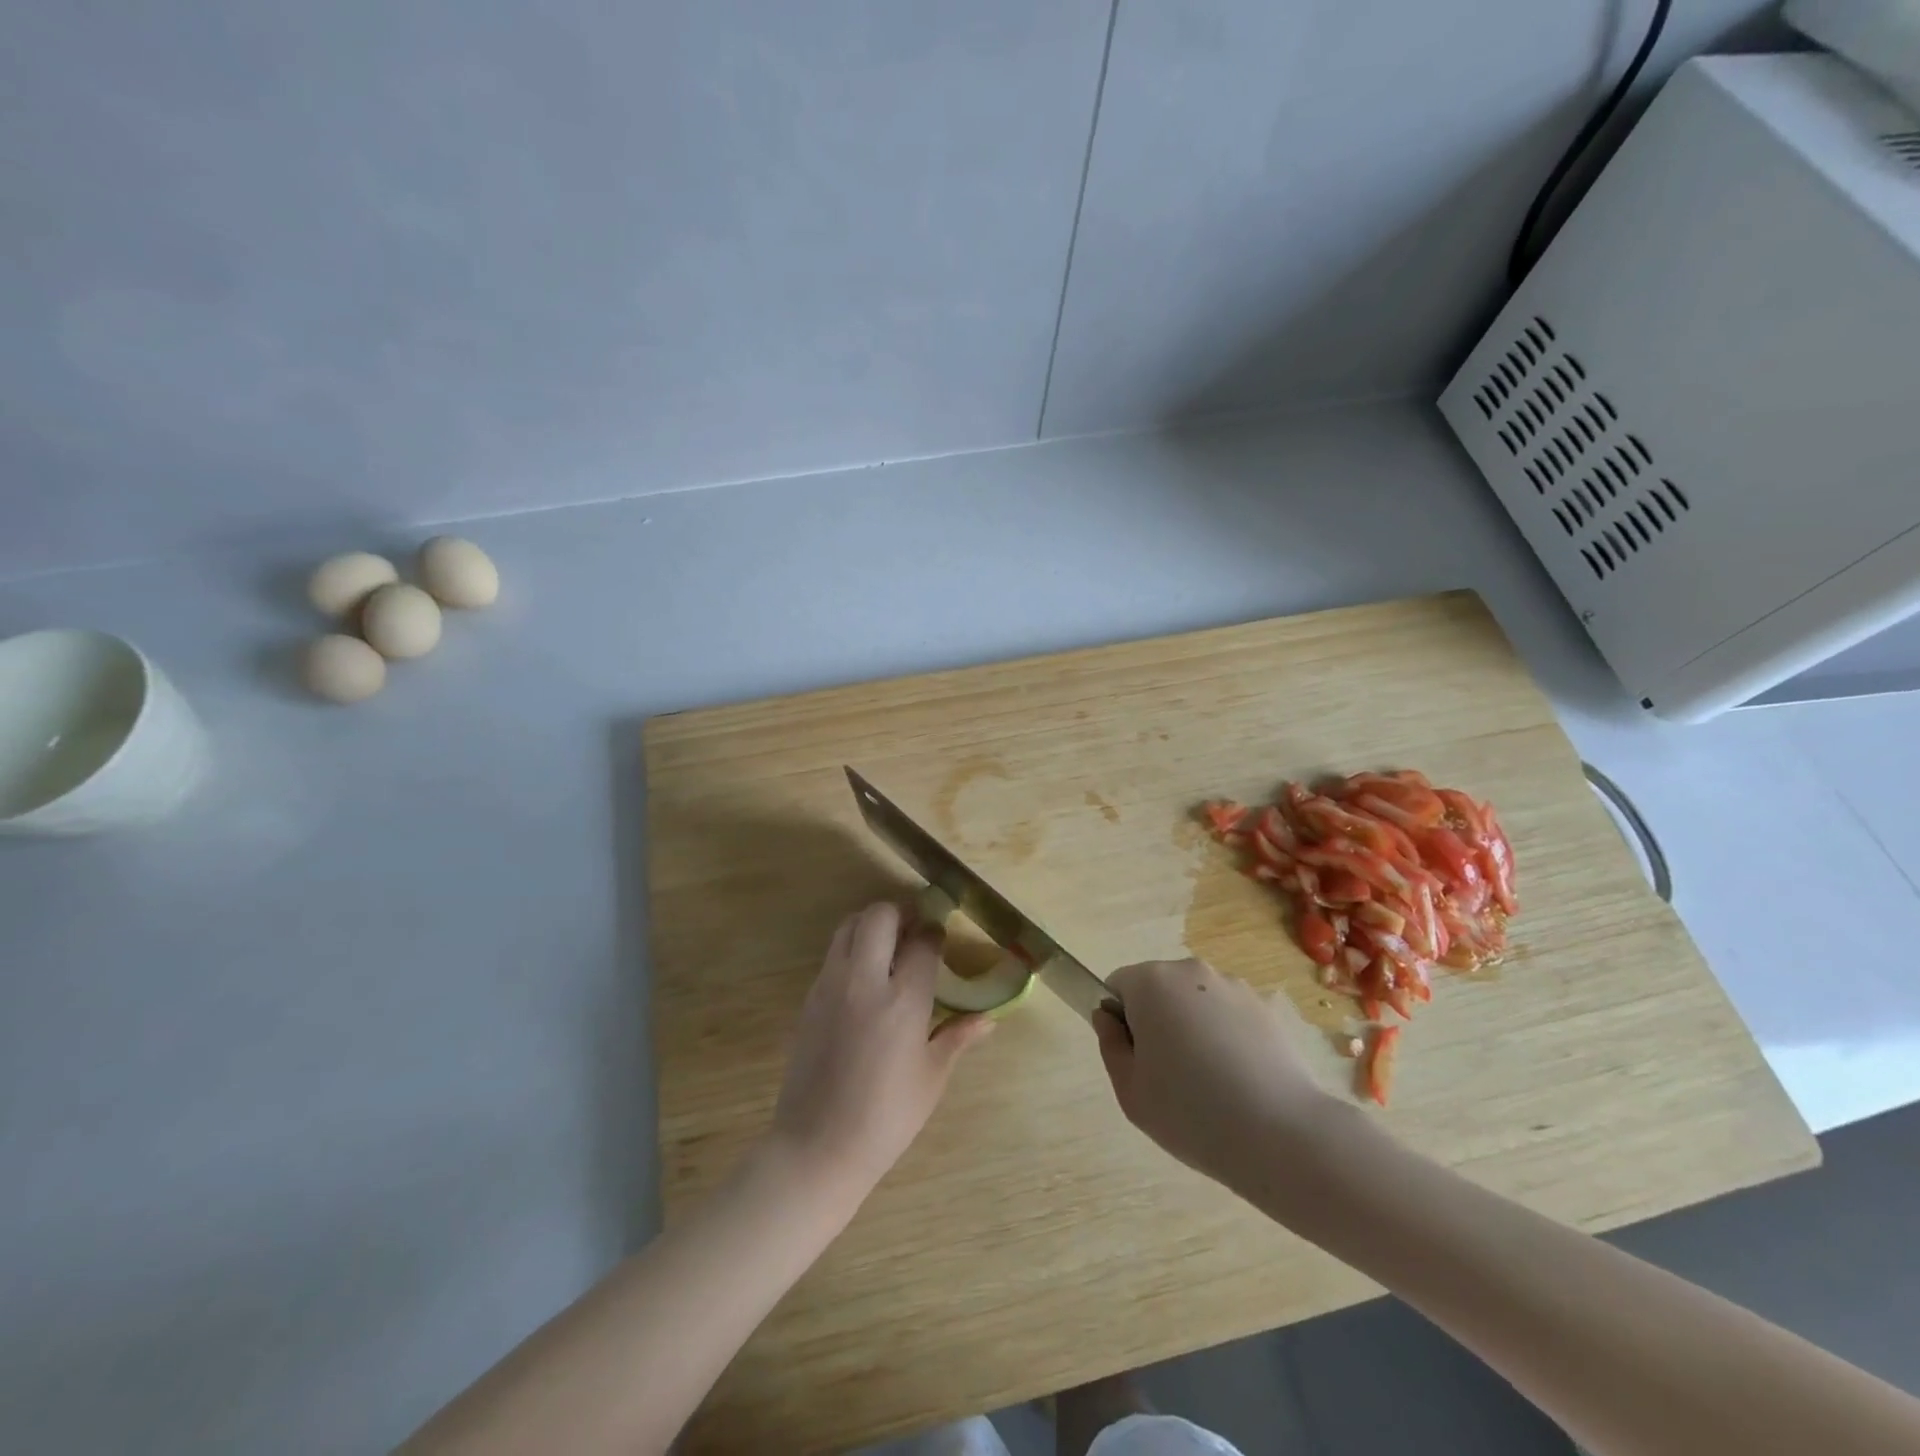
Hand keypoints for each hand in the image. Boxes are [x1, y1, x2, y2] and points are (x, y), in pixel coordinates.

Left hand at [769, 901, 993, 1195]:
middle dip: (901, 914)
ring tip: (888, 947)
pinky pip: (833, 954)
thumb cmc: (886, 1117)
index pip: (922, 942)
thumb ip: (958, 1037)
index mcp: (903, 1000)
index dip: (935, 933)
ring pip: (849, 925)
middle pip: (880, 916)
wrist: (817, 1146)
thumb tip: (988, 1020)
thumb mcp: (931, 1078)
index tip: (940, 938)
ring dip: (872, 925)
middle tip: (914, 932)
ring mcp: (831, 985)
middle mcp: (865, 980)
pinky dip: (852, 949)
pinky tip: (865, 979)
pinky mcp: (809, 997)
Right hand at [1093, 958, 1328, 1190]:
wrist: (1281, 1134)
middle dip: (1157, 1021)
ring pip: (1195, 1001)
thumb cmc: (1190, 1112)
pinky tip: (1239, 1079)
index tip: (1138, 1061)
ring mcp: (1232, 986)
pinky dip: (1226, 1036)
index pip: (1118, 986)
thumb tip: (1107, 1017)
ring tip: (1211, 1081)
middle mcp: (1190, 971)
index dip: (1121, 1022)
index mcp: (1151, 983)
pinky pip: (1228, 1015)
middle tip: (1170, 1076)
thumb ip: (1110, 1045)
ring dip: (1193, 1027)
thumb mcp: (1130, 1091)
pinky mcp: (1265, 1007)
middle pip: (1157, 989)